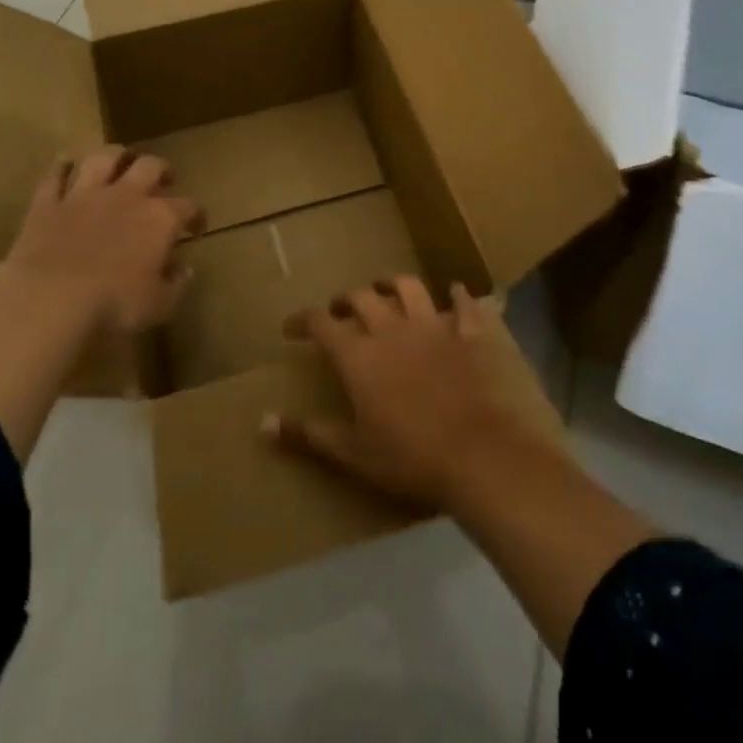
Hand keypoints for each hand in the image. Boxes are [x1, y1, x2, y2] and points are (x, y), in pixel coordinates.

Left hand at [0, 146, 202, 333]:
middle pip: (150, 166)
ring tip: (121, 159)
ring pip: (104, 158)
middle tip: (163, 179)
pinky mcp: (49, 203)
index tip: (196, 227)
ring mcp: (85, 195)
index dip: (196, 215)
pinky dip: (61, 167)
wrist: (51, 298)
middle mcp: (127, 196)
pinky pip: (55, 176)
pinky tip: (65, 163)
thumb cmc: (114, 304)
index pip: (189, 207)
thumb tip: (184, 268)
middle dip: (161, 169)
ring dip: (115, 155)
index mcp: (160, 219)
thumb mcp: (158, 304)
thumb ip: (175, 284)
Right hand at [267, 276, 561, 512]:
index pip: (321, 323)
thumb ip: (308, 434)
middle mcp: (391, 330)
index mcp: (359, 356)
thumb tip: (263, 422)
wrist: (479, 455)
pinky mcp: (469, 334)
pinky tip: (456, 293)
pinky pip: (464, 306)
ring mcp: (433, 327)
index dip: (303, 320)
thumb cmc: (409, 458)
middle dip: (345, 300)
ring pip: (408, 288)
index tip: (291, 328)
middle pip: (362, 298)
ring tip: (385, 289)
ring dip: (393, 284)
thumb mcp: (352, 453)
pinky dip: (458, 297)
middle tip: (338, 311)